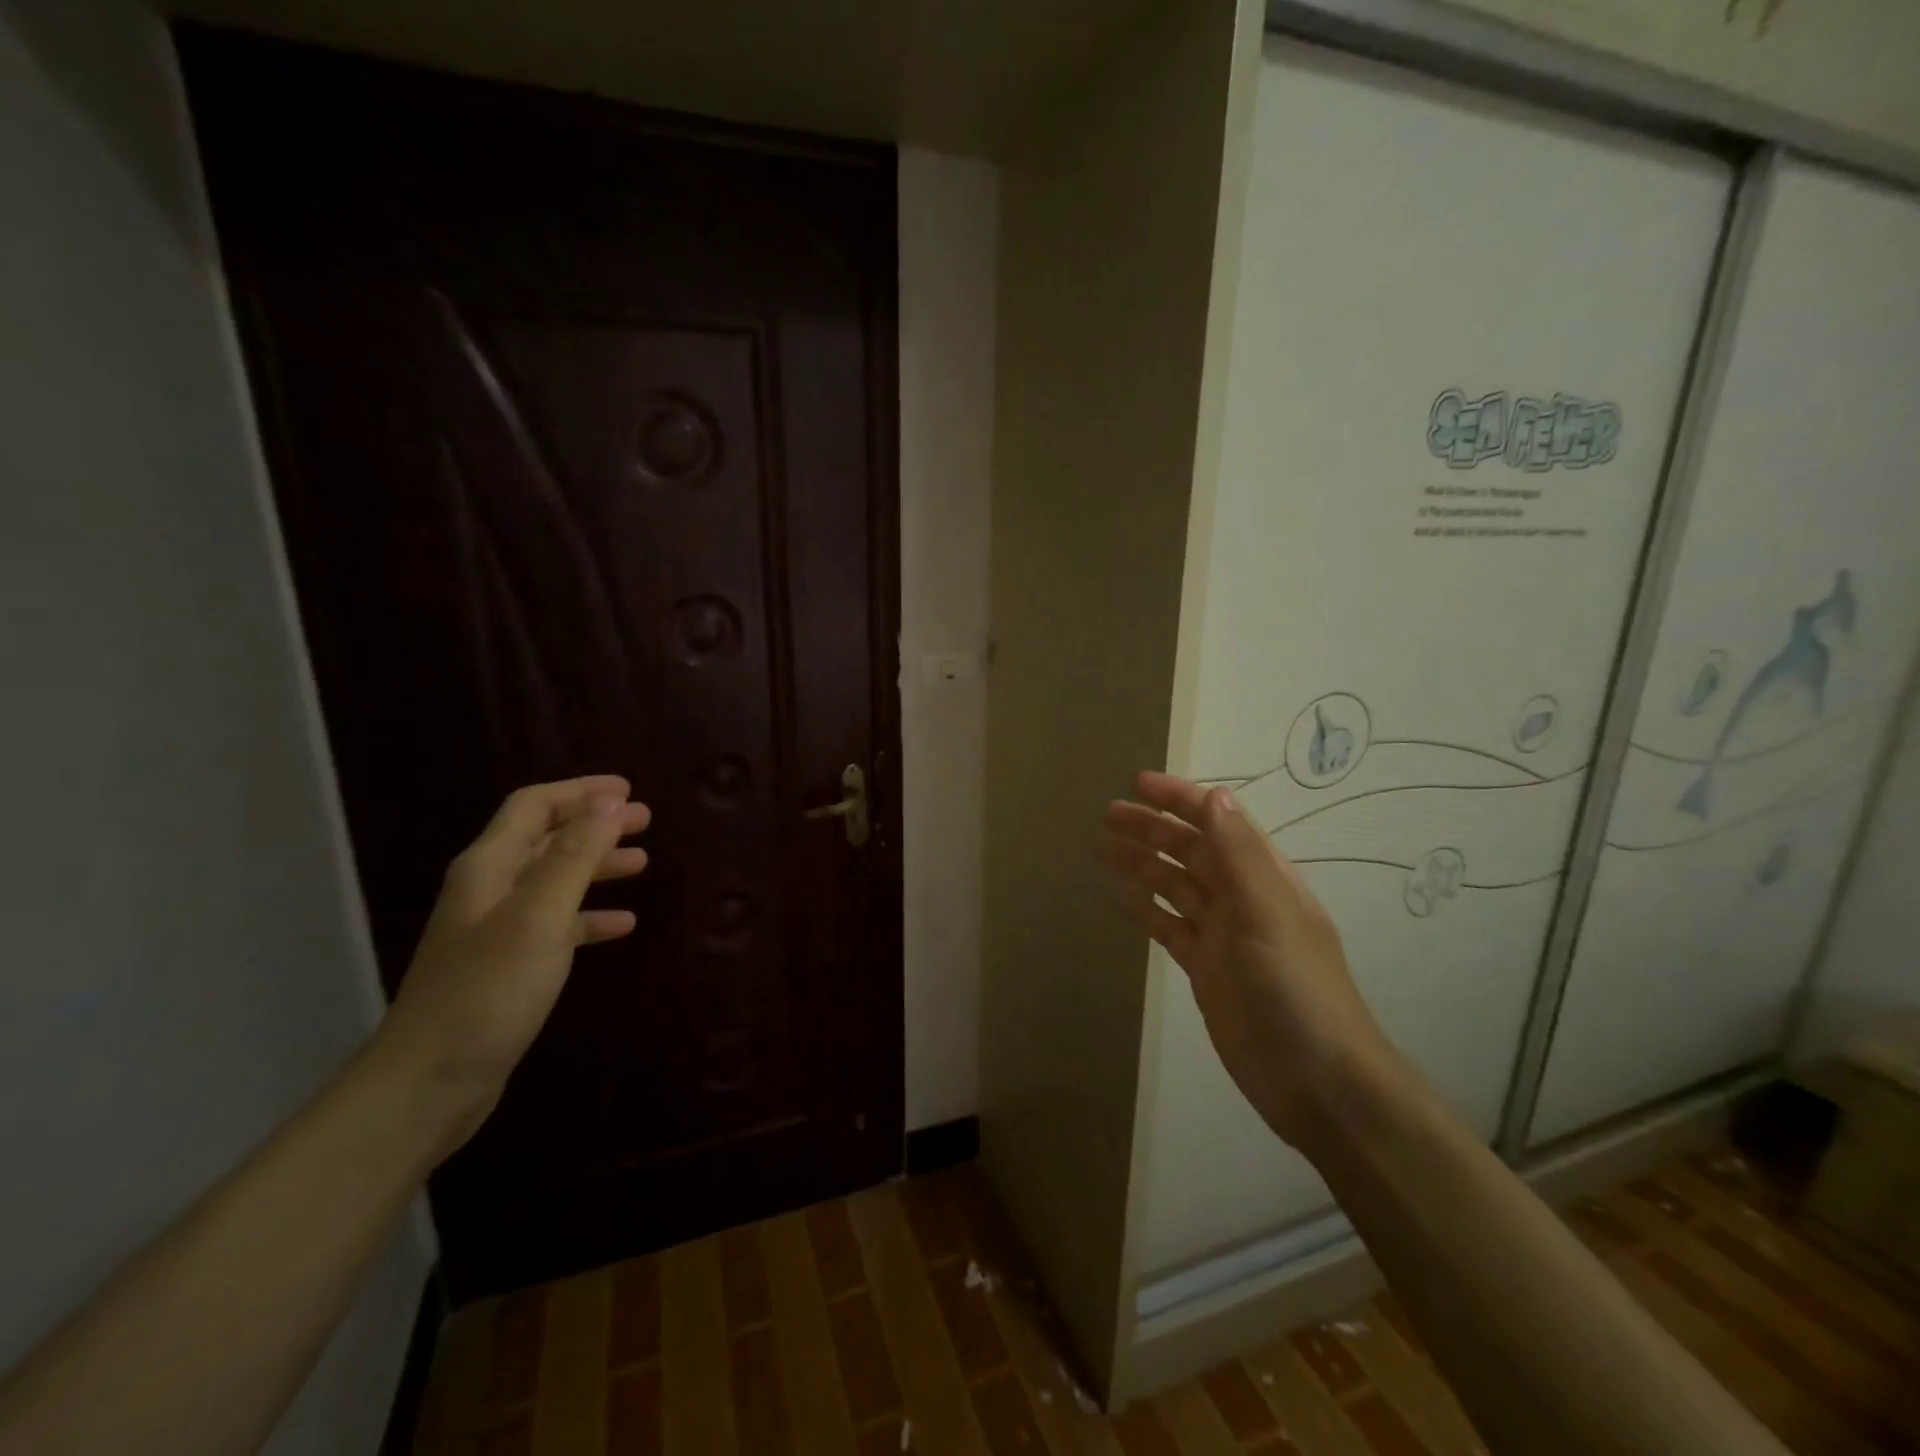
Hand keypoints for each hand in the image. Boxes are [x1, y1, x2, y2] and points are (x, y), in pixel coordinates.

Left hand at [373, 775, 651, 1155]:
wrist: (429, 1083)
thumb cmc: (488, 991)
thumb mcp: (540, 915)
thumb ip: (574, 856)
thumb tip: (608, 802)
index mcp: (489, 867)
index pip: (534, 806)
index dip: (580, 792)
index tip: (627, 791)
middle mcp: (489, 890)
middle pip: (546, 839)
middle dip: (595, 825)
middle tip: (644, 821)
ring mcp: (497, 930)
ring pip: (554, 880)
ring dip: (596, 866)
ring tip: (641, 863)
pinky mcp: (508, 966)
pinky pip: (557, 924)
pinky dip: (590, 916)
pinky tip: (622, 925)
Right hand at [1100, 771, 1397, 1151]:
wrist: (1317, 1081)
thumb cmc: (1295, 988)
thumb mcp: (1268, 913)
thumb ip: (1240, 854)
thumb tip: (1214, 795)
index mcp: (1263, 877)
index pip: (1218, 822)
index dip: (1180, 799)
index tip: (1138, 783)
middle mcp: (1242, 898)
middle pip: (1190, 851)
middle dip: (1152, 828)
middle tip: (1107, 814)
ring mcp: (1222, 935)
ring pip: (1175, 886)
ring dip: (1142, 865)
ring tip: (1102, 849)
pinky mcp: (1205, 969)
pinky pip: (1169, 927)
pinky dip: (1146, 910)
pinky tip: (1120, 899)